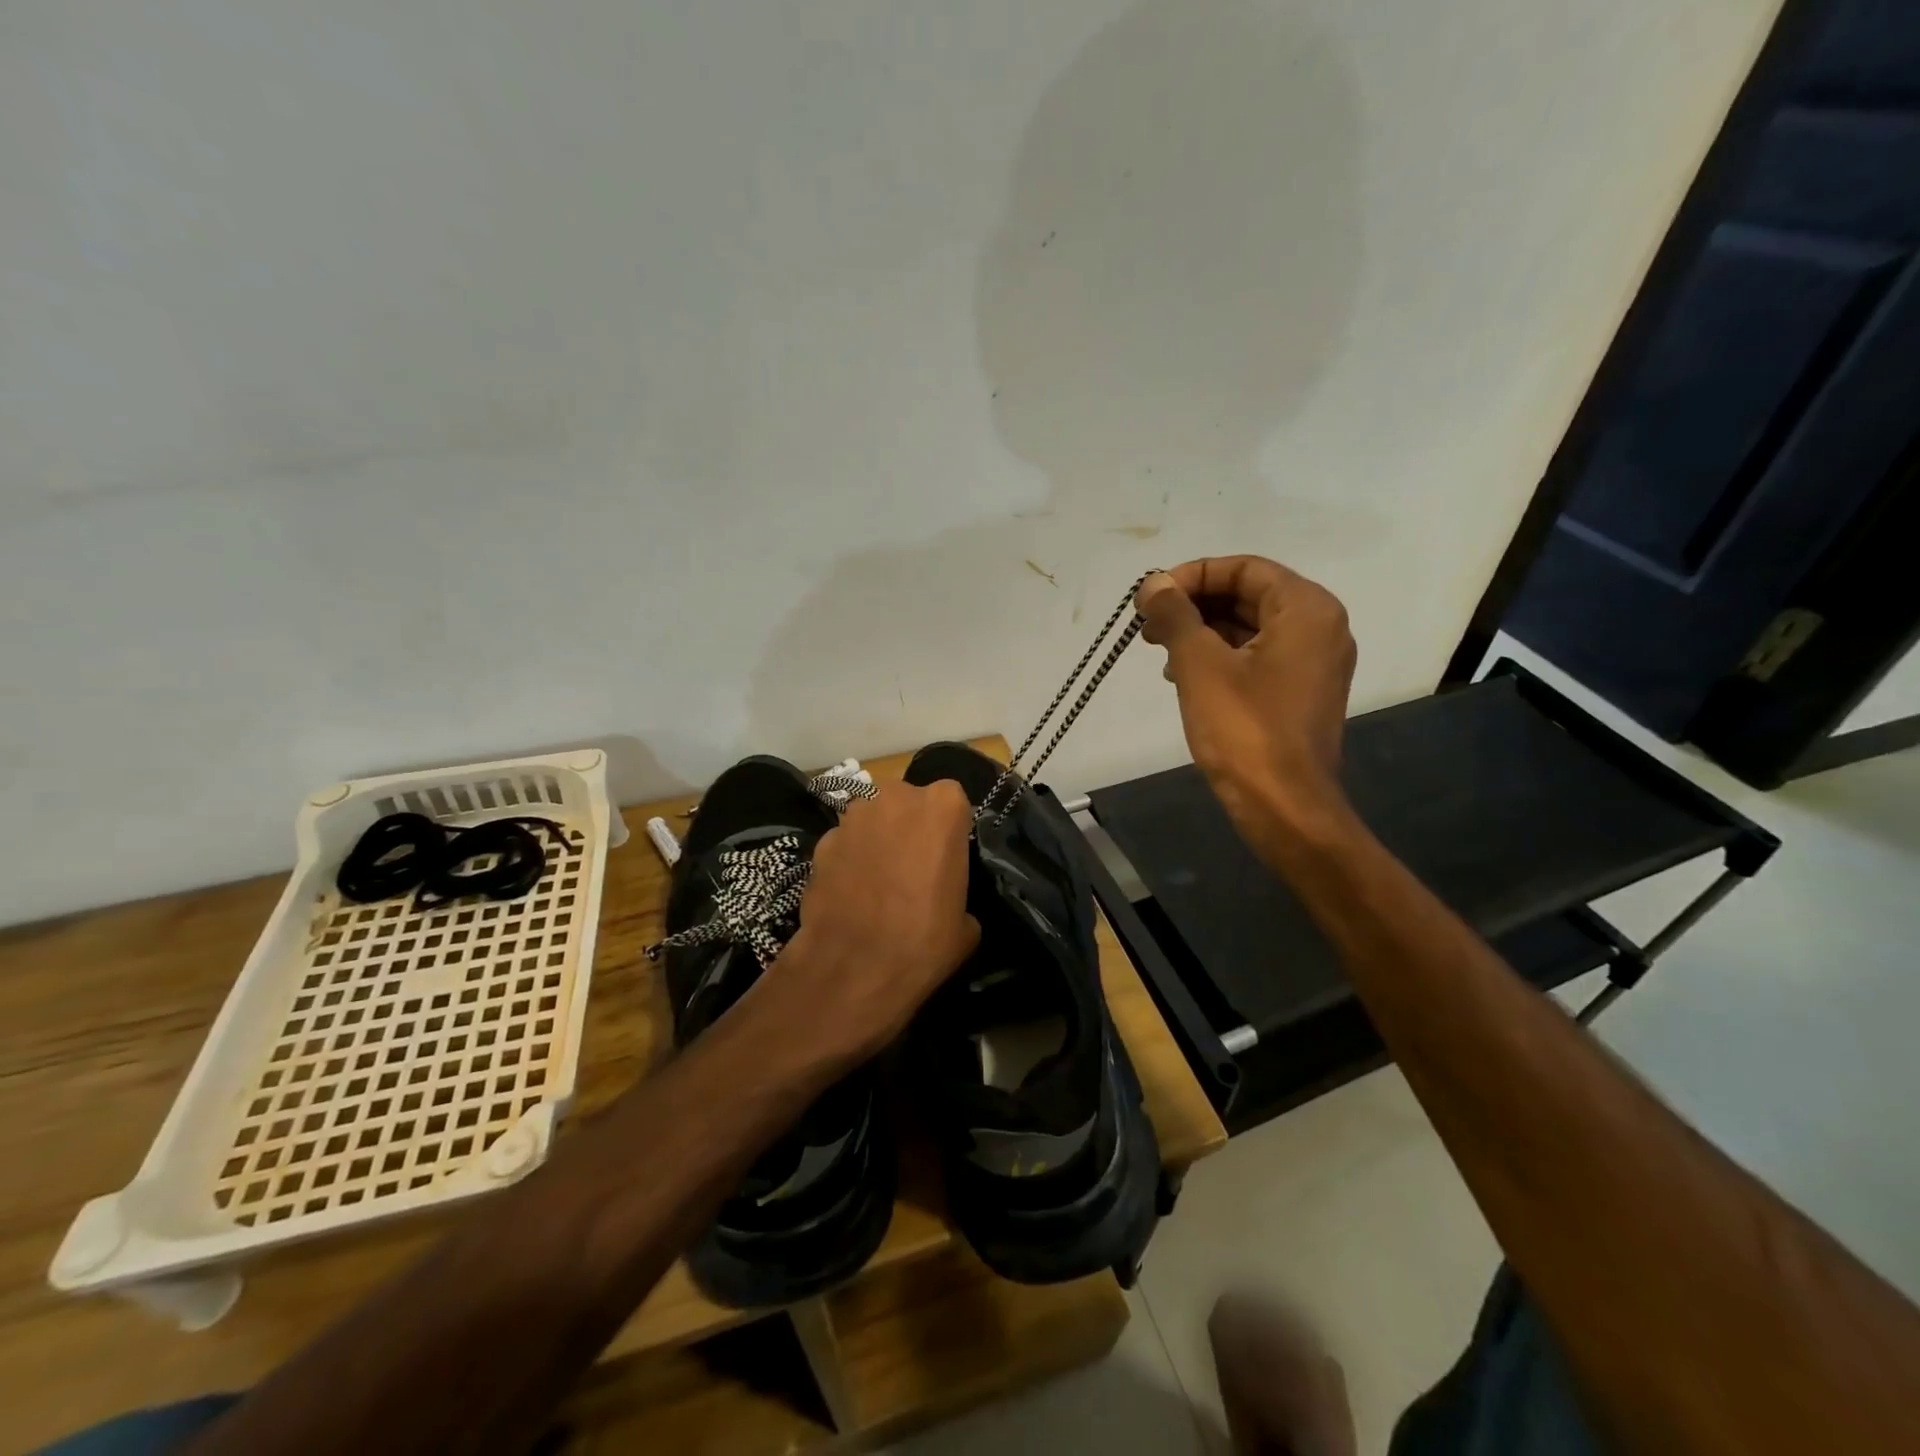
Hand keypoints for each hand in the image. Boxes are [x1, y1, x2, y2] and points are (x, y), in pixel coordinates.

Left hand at [773, 779, 980, 1062]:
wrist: (853, 968)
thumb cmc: (924, 940)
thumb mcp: (966, 921)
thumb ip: (957, 886)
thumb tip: (945, 895)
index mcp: (943, 806)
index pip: (952, 801)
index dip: (948, 829)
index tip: (946, 856)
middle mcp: (897, 797)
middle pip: (908, 803)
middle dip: (910, 826)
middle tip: (912, 866)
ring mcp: (854, 816)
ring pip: (873, 819)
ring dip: (877, 840)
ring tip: (878, 882)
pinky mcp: (822, 839)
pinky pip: (844, 843)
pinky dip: (848, 859)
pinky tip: (850, 893)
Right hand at [1136, 556, 1356, 842]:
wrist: (1284, 807)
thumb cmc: (1244, 729)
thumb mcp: (1199, 664)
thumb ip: (1175, 614)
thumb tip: (1154, 584)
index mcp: (1306, 609)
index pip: (1243, 568)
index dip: (1191, 575)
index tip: (1150, 596)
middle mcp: (1319, 627)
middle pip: (1248, 594)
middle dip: (1193, 604)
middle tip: (1147, 623)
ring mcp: (1313, 662)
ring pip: (1249, 627)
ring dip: (1200, 631)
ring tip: (1156, 648)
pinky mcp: (1300, 692)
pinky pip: (1256, 657)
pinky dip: (1218, 656)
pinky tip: (1180, 675)